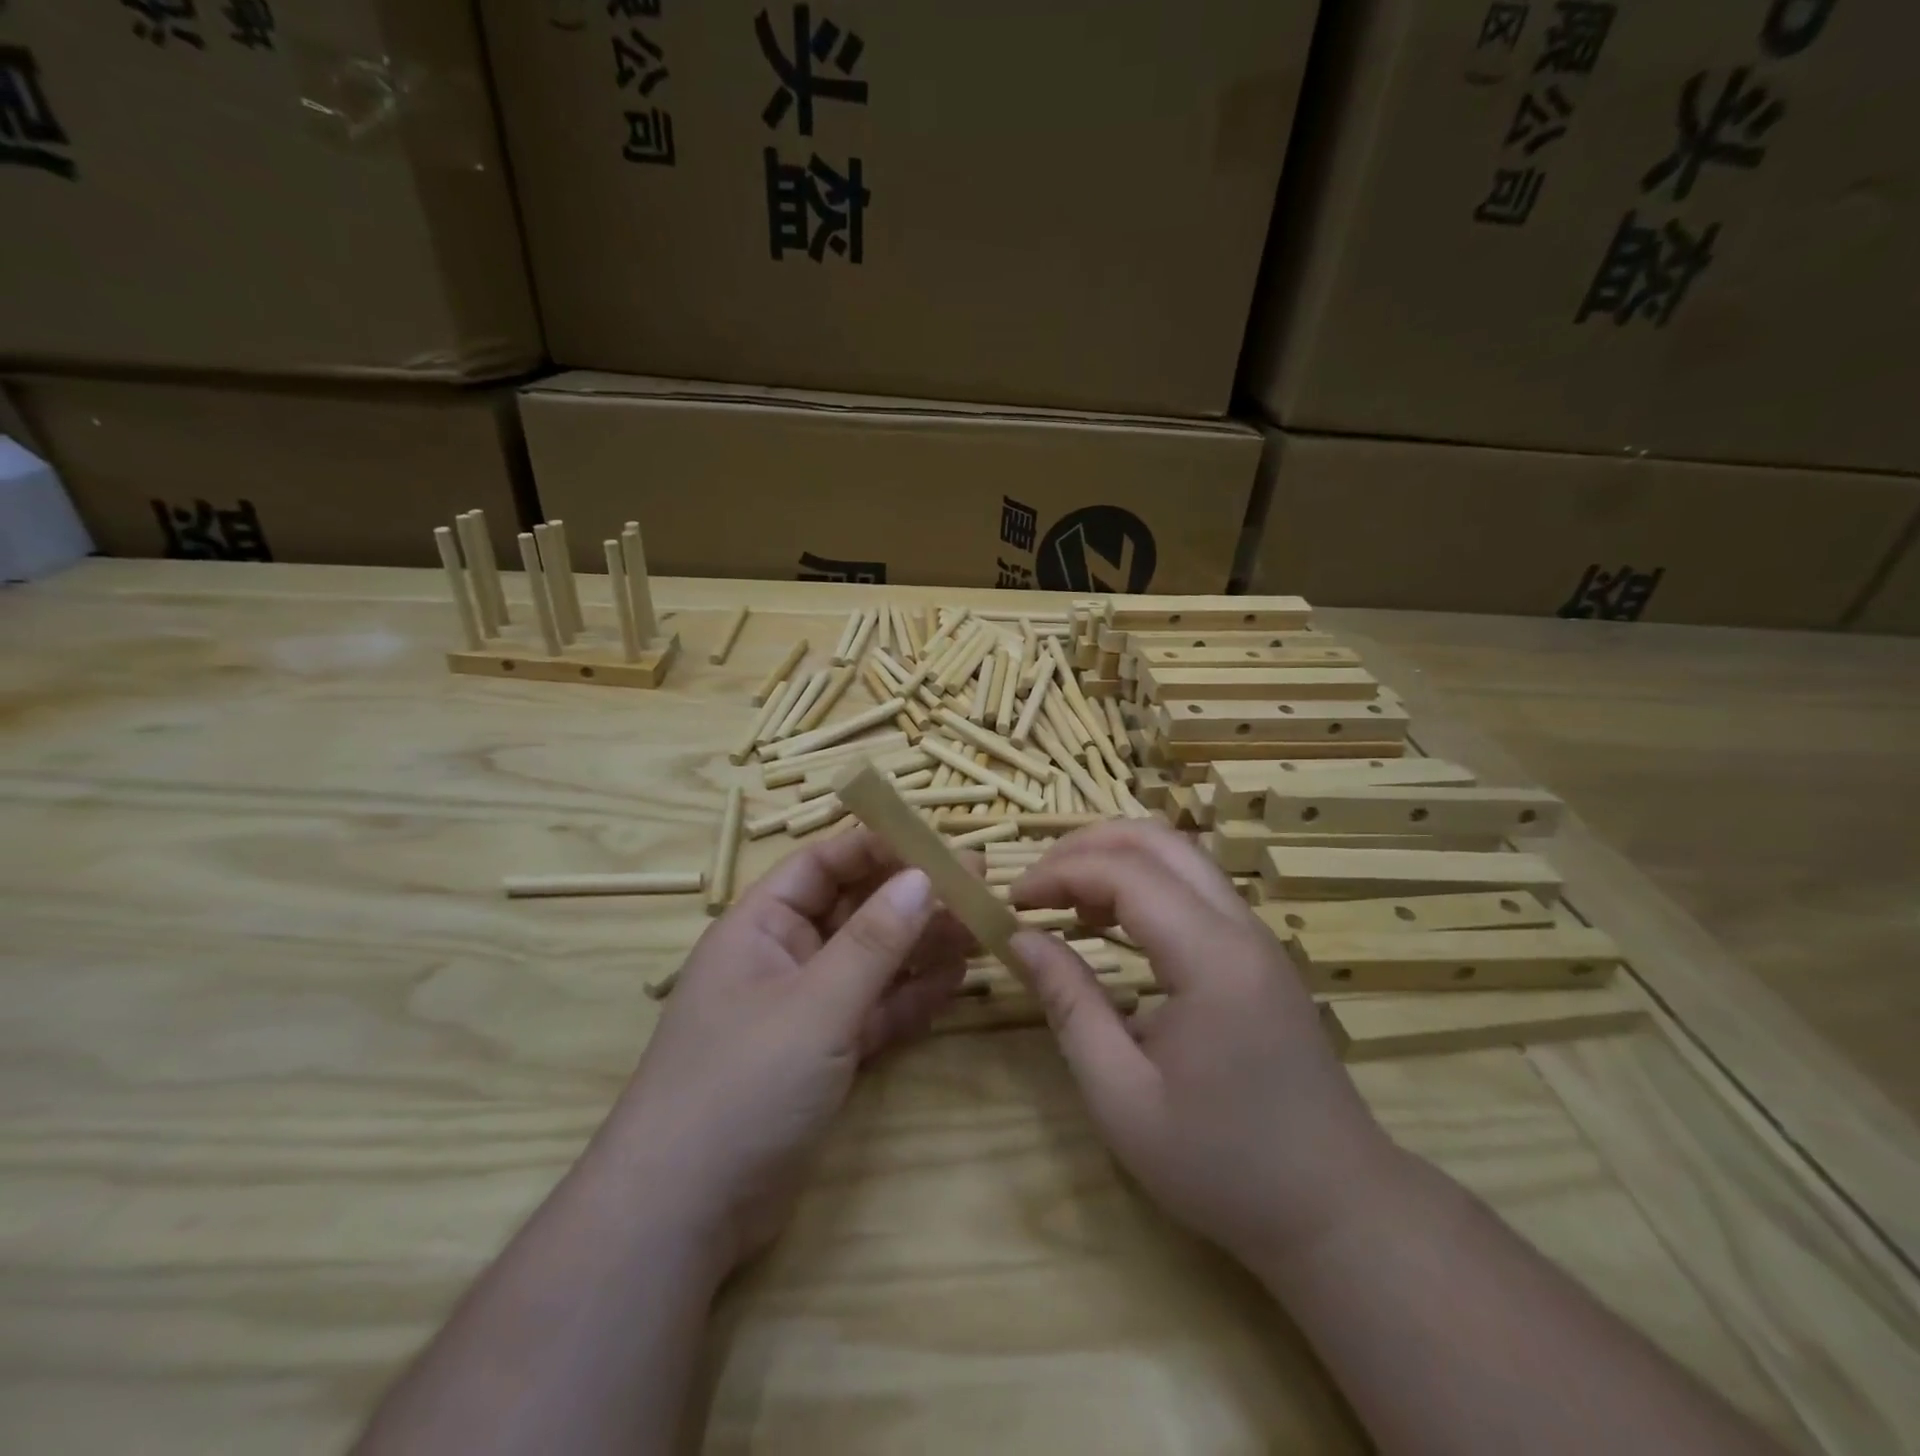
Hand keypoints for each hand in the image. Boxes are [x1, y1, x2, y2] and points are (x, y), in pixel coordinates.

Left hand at [604, 829, 972, 1271]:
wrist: (683, 1217)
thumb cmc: (741, 1085)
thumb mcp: (816, 1005)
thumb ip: (875, 941)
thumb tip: (925, 876)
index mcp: (761, 927)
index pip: (824, 864)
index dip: (879, 848)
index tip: (937, 844)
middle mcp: (783, 958)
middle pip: (855, 910)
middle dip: (912, 898)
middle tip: (976, 885)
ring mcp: (804, 1010)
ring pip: (871, 962)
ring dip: (921, 946)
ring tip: (977, 930)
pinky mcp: (823, 1056)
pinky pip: (874, 1011)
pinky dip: (910, 998)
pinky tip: (954, 983)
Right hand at [1009, 821, 1402, 1273]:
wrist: (1336, 1209)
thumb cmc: (1222, 1164)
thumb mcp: (1122, 1096)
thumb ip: (1069, 1005)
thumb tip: (1022, 938)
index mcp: (1211, 958)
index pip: (1124, 872)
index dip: (1059, 873)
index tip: (1012, 902)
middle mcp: (1240, 927)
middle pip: (1158, 840)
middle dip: (1086, 846)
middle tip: (1037, 884)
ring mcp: (1257, 936)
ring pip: (1180, 856)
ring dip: (1116, 859)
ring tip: (1067, 902)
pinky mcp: (1259, 954)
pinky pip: (1195, 887)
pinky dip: (1144, 883)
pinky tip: (1113, 923)